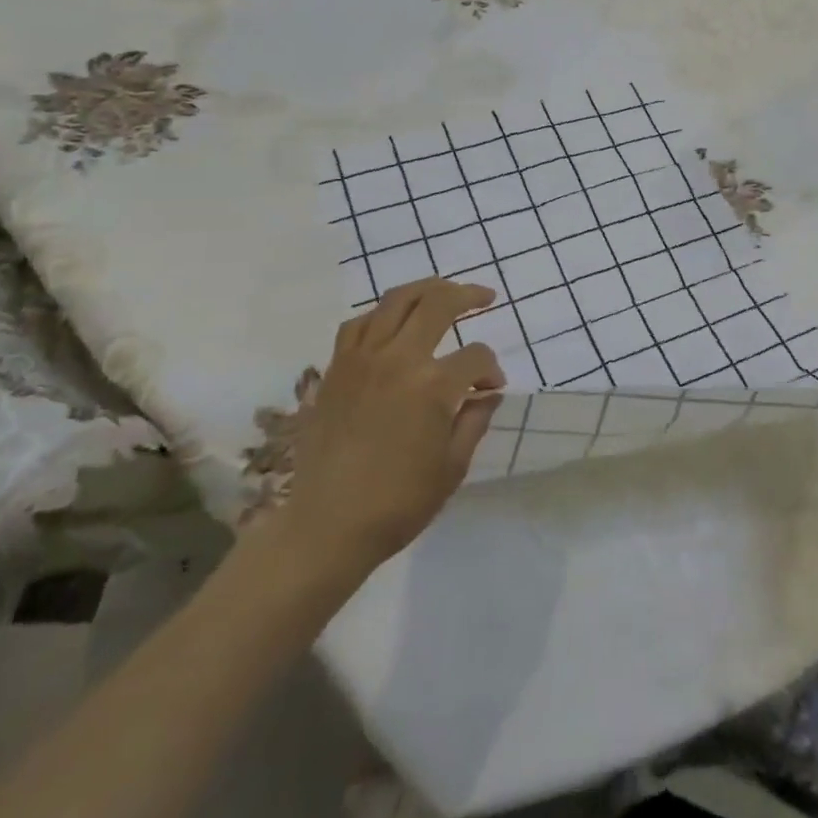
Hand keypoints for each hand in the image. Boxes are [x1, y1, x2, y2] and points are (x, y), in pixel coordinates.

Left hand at [268, 278, 505, 585]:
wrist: (325, 527)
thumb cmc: (397, 503)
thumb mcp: (452, 467)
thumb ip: (474, 420)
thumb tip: (488, 393)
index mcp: (432, 385)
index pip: (476, 357)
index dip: (491, 370)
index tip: (492, 389)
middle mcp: (397, 359)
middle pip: (438, 303)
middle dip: (468, 295)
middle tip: (485, 297)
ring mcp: (361, 360)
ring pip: (395, 300)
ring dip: (426, 289)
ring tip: (442, 292)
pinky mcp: (335, 369)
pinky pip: (357, 324)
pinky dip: (379, 314)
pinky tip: (391, 322)